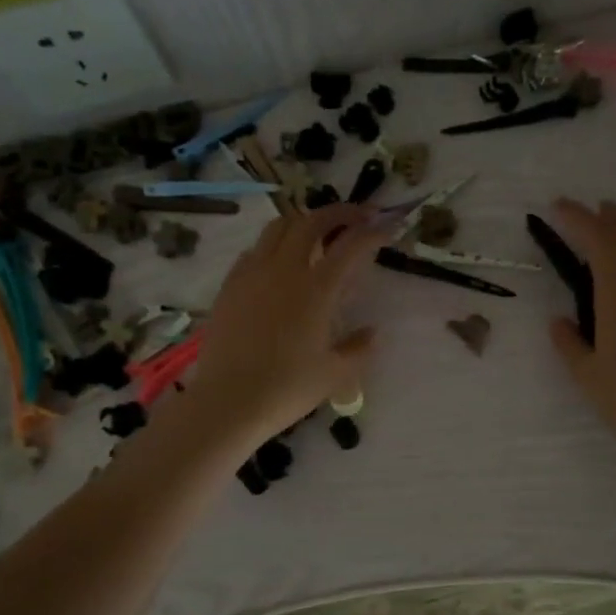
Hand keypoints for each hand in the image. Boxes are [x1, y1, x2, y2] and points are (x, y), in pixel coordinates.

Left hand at [186, 203, 387, 446]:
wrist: (228, 401)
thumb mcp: (336, 375)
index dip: (373, 231)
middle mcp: (284, 270)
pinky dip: (275, 243)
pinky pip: (255, 249)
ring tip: (318, 232)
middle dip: (339, 212)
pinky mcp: (230, 285)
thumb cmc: (287, 389)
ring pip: (279, 227)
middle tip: (357, 216)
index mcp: (316, 289)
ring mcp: (252, 273)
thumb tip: (372, 333)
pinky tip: (280, 262)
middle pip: (312, 221)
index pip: (351, 245)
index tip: (387, 226)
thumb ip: (359, 349)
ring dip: (304, 221)